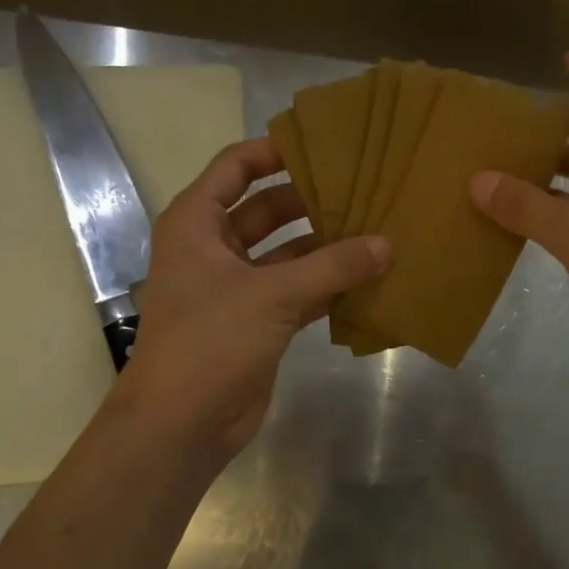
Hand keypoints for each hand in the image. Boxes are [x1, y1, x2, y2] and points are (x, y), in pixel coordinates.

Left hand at [113, 138, 388, 459]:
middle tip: (365, 188)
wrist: (181, 424)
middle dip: (312, 200)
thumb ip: (332, 266)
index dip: (275, 151)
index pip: (236, 167)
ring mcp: (236, 287)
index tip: (325, 144)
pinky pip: (298, 290)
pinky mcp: (258, 322)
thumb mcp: (272, 295)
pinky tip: (368, 277)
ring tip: (376, 229)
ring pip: (287, 253)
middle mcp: (214, 248)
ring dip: (325, 246)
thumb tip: (386, 244)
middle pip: (267, 209)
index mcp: (196, 224)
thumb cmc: (210, 341)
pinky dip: (327, 285)